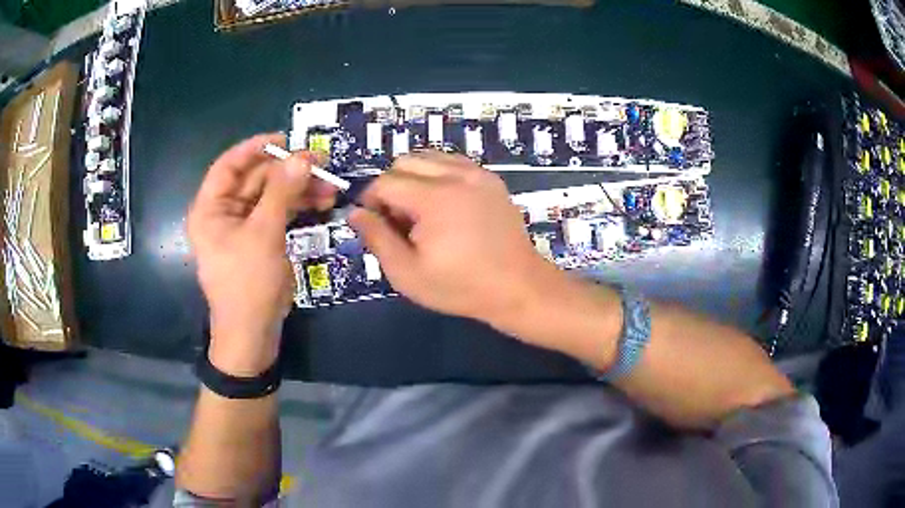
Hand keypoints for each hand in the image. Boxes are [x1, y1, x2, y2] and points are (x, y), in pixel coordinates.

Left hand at [188, 134, 335, 373]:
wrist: (253, 334)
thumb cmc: (248, 284)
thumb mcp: (264, 234)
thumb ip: (282, 191)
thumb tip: (303, 155)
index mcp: (211, 208)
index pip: (229, 164)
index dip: (256, 148)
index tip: (287, 139)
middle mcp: (224, 212)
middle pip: (255, 179)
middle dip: (288, 171)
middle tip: (322, 164)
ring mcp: (243, 227)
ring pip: (271, 195)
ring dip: (299, 189)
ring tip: (331, 188)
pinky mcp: (260, 239)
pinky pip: (279, 213)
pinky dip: (298, 207)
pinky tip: (322, 204)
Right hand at [350, 151, 556, 329]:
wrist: (518, 287)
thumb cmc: (460, 287)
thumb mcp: (407, 273)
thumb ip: (376, 238)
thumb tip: (355, 212)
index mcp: (434, 198)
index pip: (385, 181)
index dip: (371, 201)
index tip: (376, 224)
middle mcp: (457, 175)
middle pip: (405, 162)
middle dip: (392, 187)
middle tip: (401, 222)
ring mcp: (478, 174)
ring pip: (429, 157)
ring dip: (415, 179)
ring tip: (423, 214)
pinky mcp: (492, 179)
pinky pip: (453, 163)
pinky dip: (439, 176)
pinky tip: (445, 206)